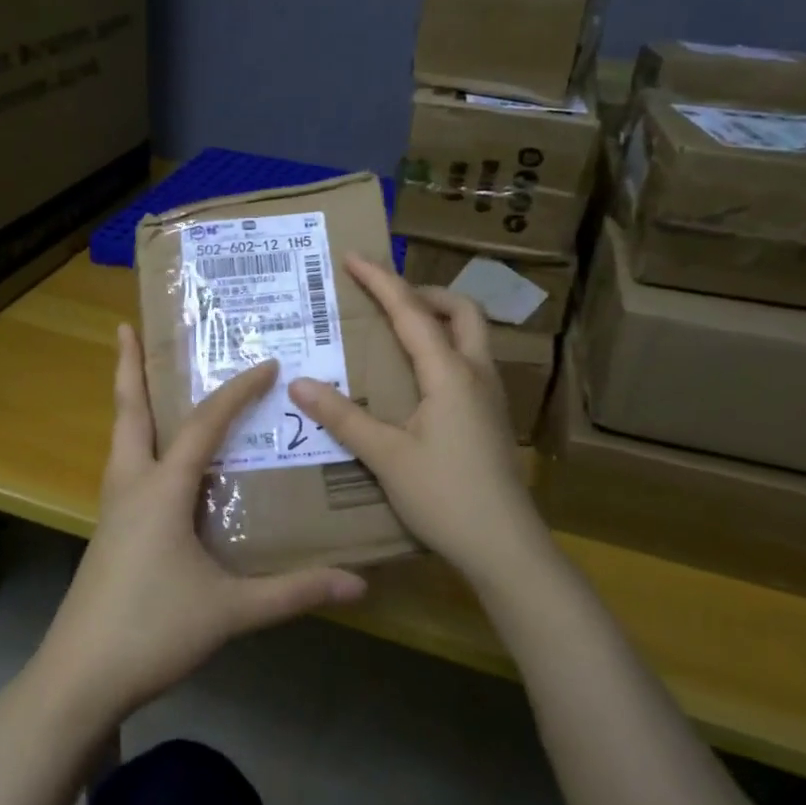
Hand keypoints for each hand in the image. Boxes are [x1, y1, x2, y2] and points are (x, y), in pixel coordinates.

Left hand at [34, 323, 367, 721]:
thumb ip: (293, 593)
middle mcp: (132, 487)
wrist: (78, 679)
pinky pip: (124, 469)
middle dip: (128, 368)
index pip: (203, 425)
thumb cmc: (152, 631)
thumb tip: (358, 583)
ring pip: (121, 439)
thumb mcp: (230, 611)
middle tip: (126, 328)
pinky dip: (137, 443)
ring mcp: (113, 511)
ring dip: (130, 403)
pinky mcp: (108, 534)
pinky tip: (156, 461)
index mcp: (161, 490)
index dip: (236, 391)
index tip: (266, 364)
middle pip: (129, 413)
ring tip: (141, 379)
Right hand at [287, 255, 554, 586]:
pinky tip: (418, 382)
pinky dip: (443, 351)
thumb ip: (344, 417)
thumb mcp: (387, 456)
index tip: (354, 256)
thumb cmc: (445, 497)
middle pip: (461, 311)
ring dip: (438, 321)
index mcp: (450, 373)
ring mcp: (491, 397)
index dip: (381, 280)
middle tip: (386, 301)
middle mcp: (477, 374)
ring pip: (471, 337)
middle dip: (424, 294)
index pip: (411, 312)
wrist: (505, 547)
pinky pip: (469, 365)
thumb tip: (299, 383)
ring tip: (397, 334)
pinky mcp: (492, 419)